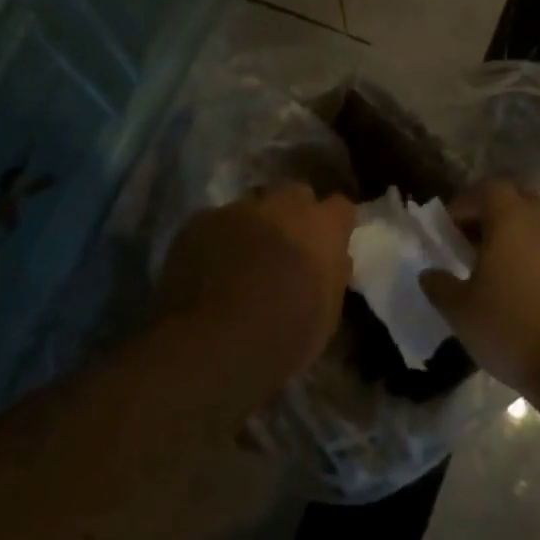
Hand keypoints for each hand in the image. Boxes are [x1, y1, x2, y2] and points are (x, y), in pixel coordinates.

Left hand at [157, 182, 353, 387]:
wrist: (213, 345)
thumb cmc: (283, 337)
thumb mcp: (327, 315)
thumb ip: (332, 275)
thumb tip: (332, 259)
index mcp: (322, 228)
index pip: (340, 206)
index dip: (334, 224)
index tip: (329, 244)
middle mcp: (282, 206)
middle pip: (295, 194)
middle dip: (293, 214)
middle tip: (285, 247)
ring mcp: (237, 210)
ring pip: (252, 206)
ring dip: (253, 225)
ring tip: (242, 258)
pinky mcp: (198, 221)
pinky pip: (214, 222)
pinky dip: (216, 239)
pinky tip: (208, 268)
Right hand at [420, 179, 539, 402]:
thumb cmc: (513, 329)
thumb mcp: (461, 312)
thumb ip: (439, 286)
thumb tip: (429, 274)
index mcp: (511, 219)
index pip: (488, 188)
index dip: (466, 203)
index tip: (450, 230)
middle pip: (517, 199)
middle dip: (492, 214)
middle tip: (473, 244)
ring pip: (538, 225)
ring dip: (516, 237)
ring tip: (497, 271)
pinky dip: (536, 258)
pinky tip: (524, 291)